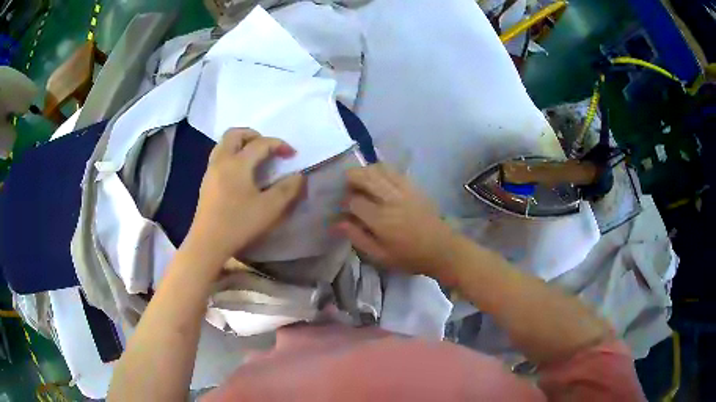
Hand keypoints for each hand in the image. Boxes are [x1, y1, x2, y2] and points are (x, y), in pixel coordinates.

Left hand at [186, 128, 304, 262]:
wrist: (208, 242)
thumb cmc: (239, 223)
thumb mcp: (270, 208)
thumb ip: (288, 189)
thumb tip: (298, 176)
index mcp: (238, 163)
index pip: (261, 143)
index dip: (279, 144)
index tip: (292, 155)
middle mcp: (222, 160)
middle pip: (235, 134)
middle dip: (254, 135)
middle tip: (268, 148)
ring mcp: (211, 170)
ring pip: (224, 144)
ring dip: (241, 143)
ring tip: (254, 157)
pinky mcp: (206, 182)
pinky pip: (219, 156)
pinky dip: (232, 154)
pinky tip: (241, 172)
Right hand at [333, 164, 458, 280]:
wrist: (441, 249)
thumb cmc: (409, 257)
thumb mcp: (380, 255)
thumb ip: (357, 237)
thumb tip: (337, 223)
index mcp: (381, 220)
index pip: (353, 201)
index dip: (344, 203)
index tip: (343, 209)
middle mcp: (391, 200)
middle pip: (364, 176)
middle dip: (350, 178)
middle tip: (347, 188)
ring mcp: (404, 190)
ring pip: (379, 169)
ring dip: (365, 171)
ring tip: (361, 182)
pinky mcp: (414, 186)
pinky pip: (394, 171)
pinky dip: (381, 170)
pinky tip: (378, 180)